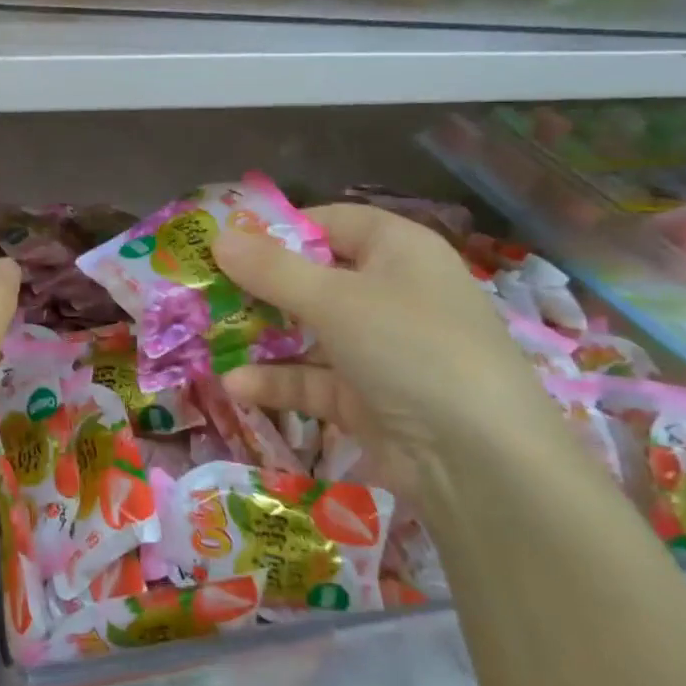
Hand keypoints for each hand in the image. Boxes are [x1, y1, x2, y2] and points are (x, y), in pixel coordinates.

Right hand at [211, 204, 561, 497]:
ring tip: (207, 336)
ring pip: (309, 331)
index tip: (225, 243)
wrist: (480, 462)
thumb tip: (218, 238)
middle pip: (314, 277)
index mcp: (398, 250)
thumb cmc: (410, 348)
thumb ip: (272, 269)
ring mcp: (381, 348)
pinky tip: (236, 386)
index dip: (279, 230)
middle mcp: (392, 292)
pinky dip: (279, 382)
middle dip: (259, 287)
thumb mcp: (335, 300)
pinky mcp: (369, 397)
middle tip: (205, 289)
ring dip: (263, 336)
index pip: (330, 223)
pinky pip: (314, 379)